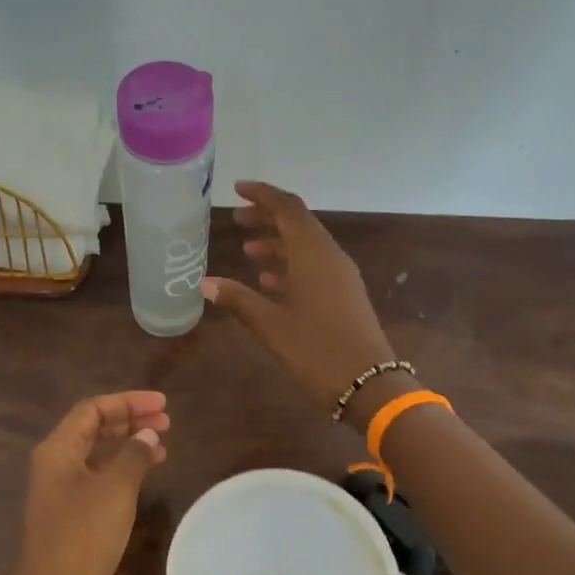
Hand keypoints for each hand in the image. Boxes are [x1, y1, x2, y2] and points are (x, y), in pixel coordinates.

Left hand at [10, 391, 169, 574]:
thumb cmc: (83, 536)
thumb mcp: (115, 490)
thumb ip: (133, 456)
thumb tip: (146, 435)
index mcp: (57, 450)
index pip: (93, 409)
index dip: (128, 402)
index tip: (163, 404)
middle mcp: (55, 466)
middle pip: (93, 430)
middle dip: (129, 421)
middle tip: (166, 423)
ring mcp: (61, 493)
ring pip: (97, 456)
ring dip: (128, 447)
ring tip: (162, 446)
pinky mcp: (70, 518)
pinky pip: (99, 480)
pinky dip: (123, 472)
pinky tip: (145, 477)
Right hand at [199, 181, 396, 419]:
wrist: (369, 385)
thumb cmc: (317, 351)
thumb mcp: (271, 326)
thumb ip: (238, 300)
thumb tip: (205, 283)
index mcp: (313, 254)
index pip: (288, 208)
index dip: (263, 195)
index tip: (237, 189)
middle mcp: (329, 257)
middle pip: (298, 224)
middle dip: (267, 218)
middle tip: (236, 220)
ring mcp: (340, 276)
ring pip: (306, 246)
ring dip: (277, 243)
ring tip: (247, 250)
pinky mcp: (344, 295)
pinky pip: (314, 267)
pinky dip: (290, 265)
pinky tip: (268, 281)